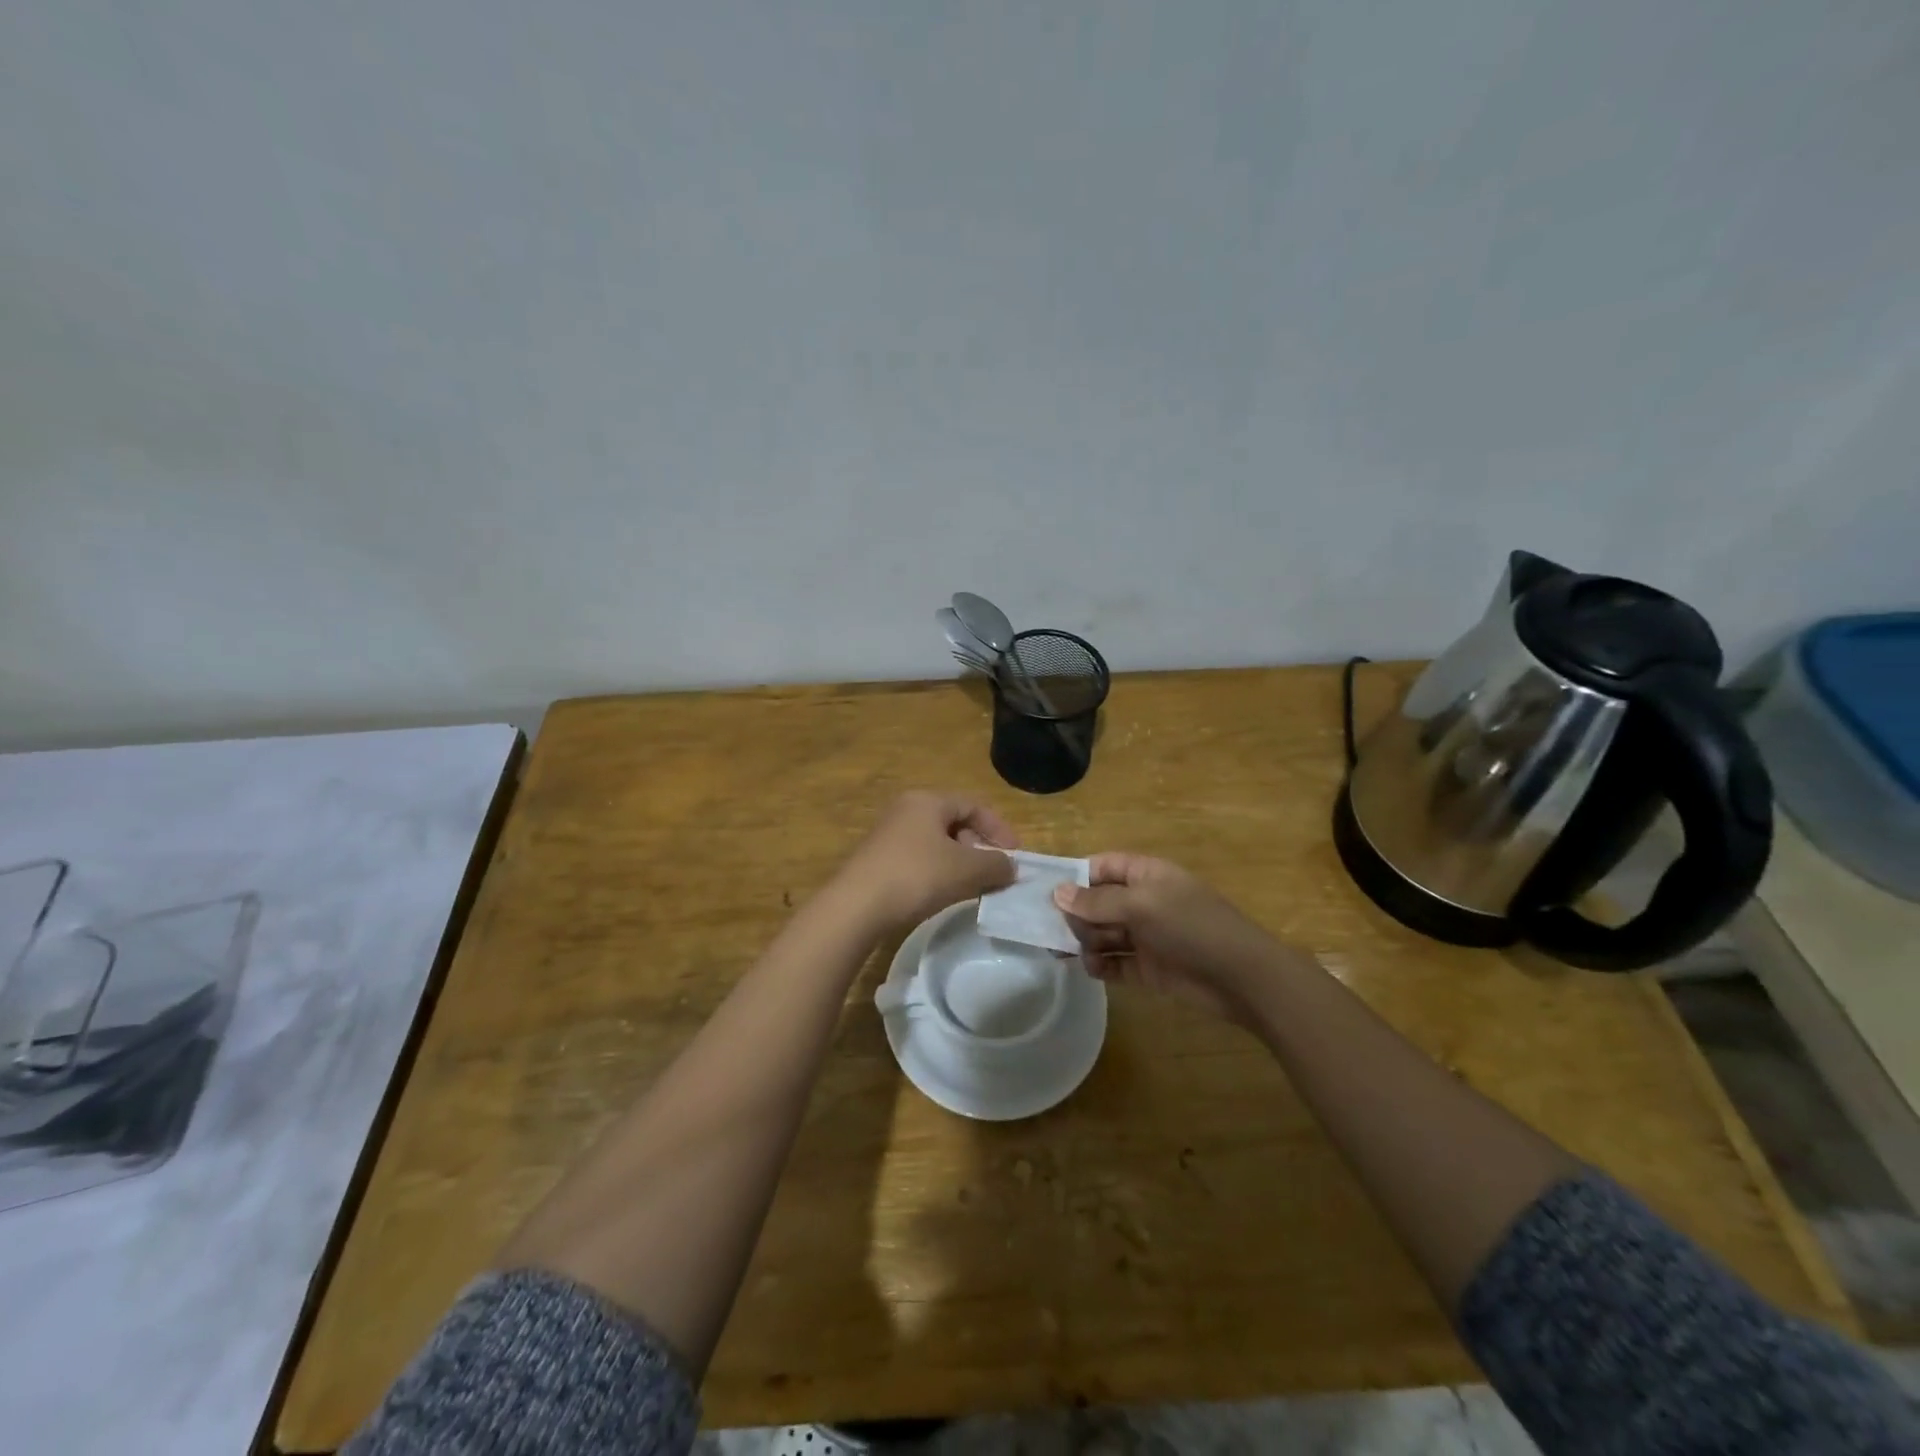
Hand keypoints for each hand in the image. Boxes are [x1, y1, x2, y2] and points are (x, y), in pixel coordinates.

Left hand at [836, 792, 1018, 929]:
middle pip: (954, 822)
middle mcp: (906, 809)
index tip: (1015, 856)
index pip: (973, 805)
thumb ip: (996, 864)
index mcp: (927, 801)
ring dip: (960, 862)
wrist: (856, 907)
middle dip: (979, 847)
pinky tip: (942, 895)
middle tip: (993, 873)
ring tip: (972, 887)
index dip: (999, 829)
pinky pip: (919, 858)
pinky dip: (938, 872)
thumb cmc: (916, 876)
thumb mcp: (965, 869)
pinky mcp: (878, 859)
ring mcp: (888, 834)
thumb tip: (1011, 867)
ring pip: (936, 842)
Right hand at [1053, 854, 1297, 1022]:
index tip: (1046, 893)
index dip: (1075, 877)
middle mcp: (1143, 902)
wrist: (1242, 978)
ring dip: (1085, 941)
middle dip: (1076, 914)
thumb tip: (1057, 893)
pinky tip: (1092, 969)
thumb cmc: (1192, 927)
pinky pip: (1115, 962)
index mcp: (1146, 875)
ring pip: (1103, 933)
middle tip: (1055, 930)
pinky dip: (1100, 965)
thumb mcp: (1142, 906)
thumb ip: (1097, 902)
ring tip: (1068, 952)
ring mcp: (1146, 936)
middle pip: (1097, 902)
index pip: (1102, 867)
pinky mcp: (1148, 967)